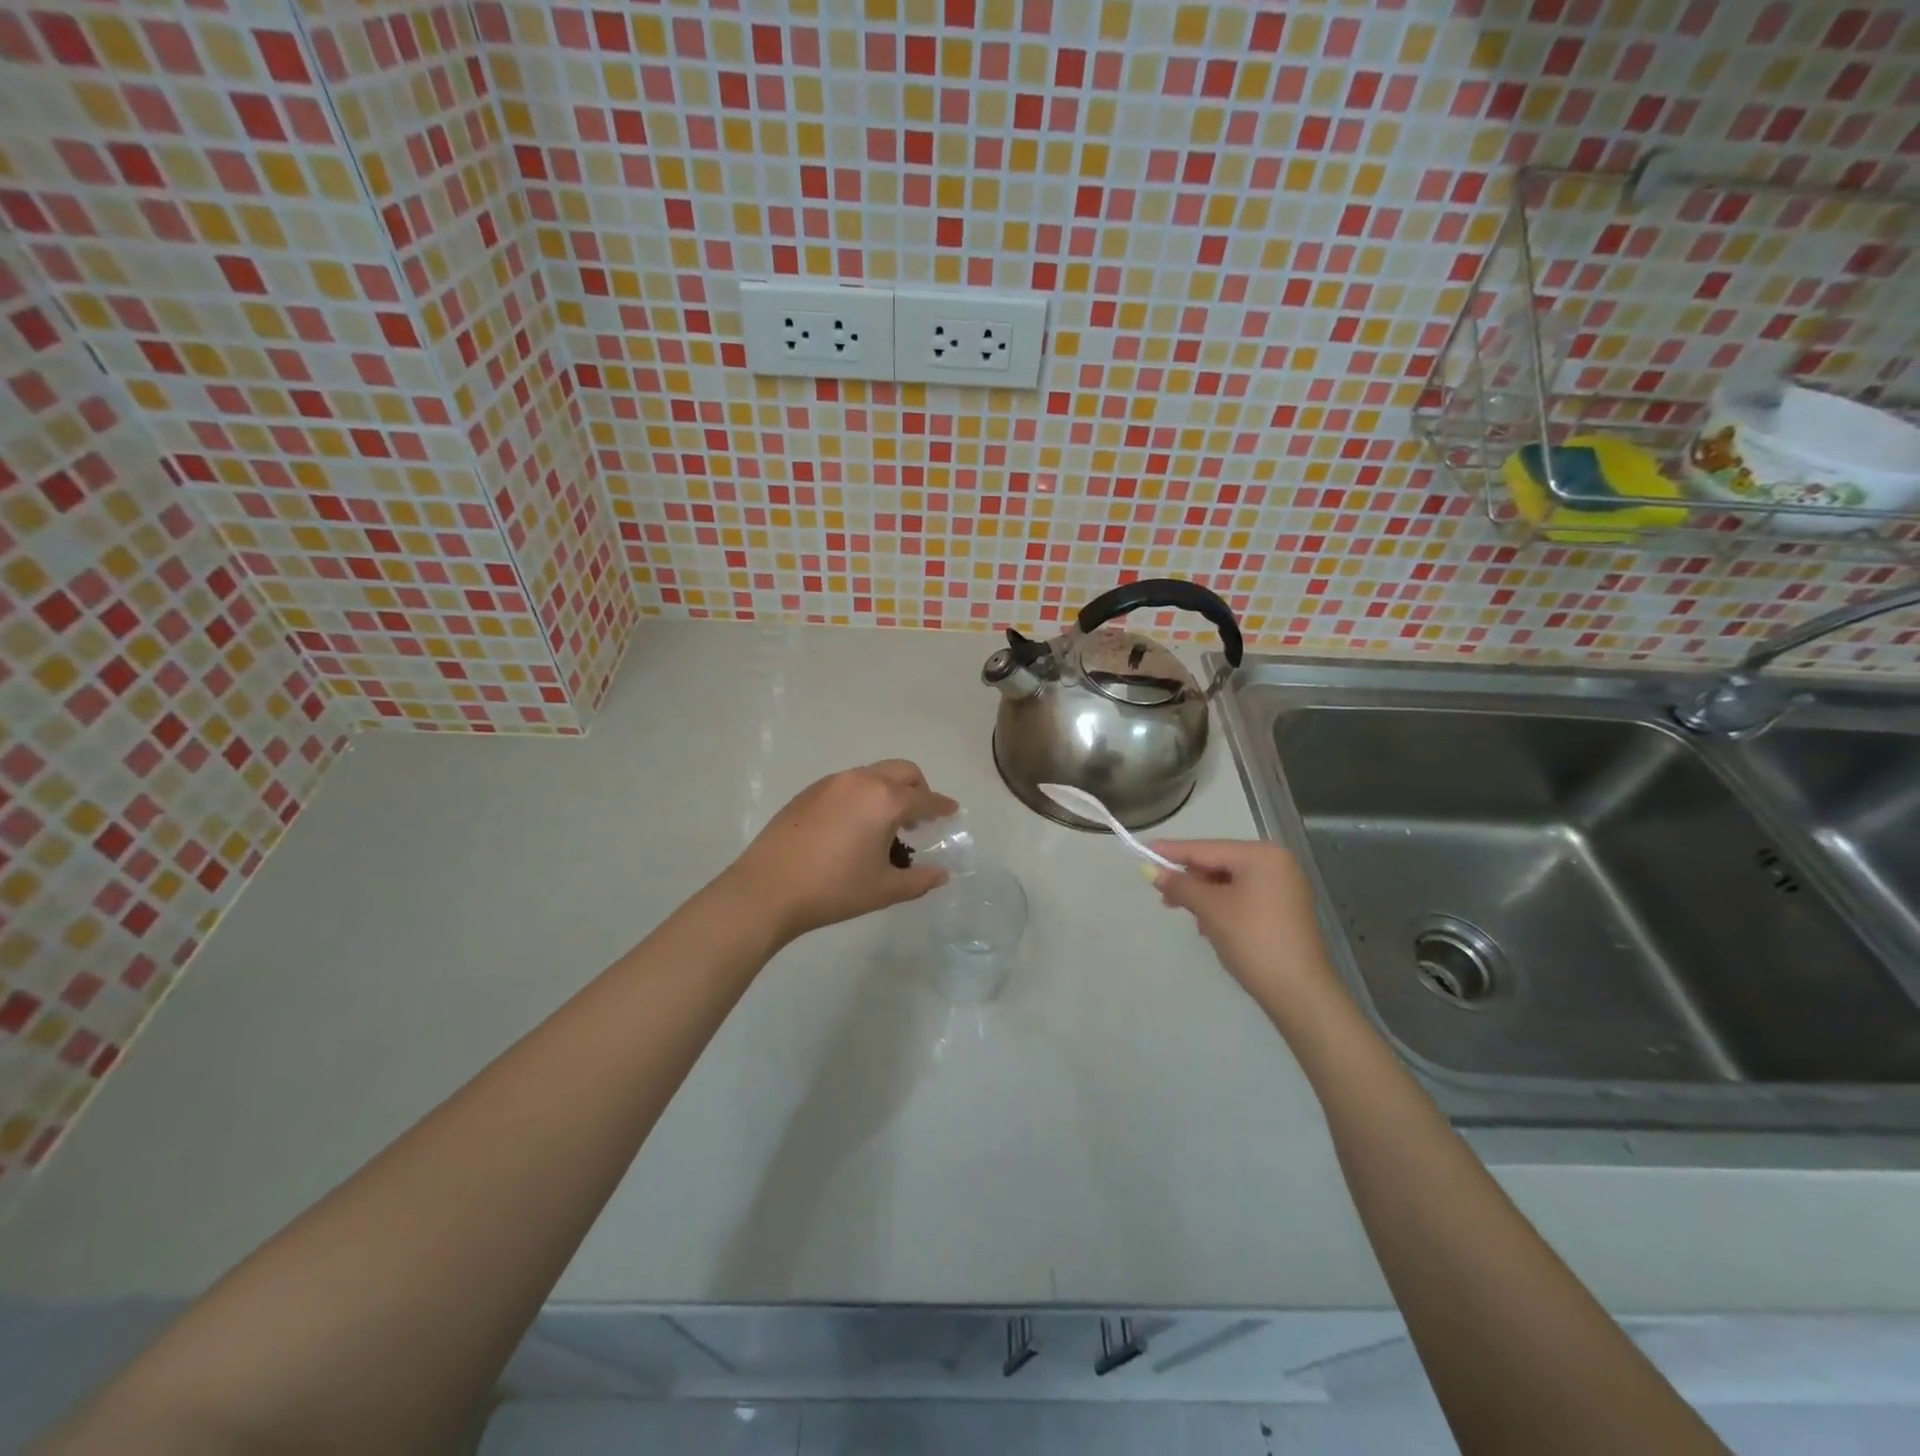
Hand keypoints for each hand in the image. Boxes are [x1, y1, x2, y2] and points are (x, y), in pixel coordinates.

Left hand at [725, 760, 958, 943]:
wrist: (767, 889)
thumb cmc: (833, 890)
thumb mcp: (883, 889)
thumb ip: (919, 880)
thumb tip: (941, 874)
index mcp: (885, 801)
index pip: (925, 799)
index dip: (942, 806)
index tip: (952, 811)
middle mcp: (861, 781)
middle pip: (903, 771)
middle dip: (918, 789)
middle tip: (919, 817)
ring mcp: (832, 782)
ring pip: (874, 774)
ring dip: (889, 790)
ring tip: (885, 824)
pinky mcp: (809, 791)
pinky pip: (849, 783)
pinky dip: (863, 795)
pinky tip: (853, 825)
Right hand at [1149, 840, 1342, 1016]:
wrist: (1299, 991)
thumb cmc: (1252, 940)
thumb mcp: (1210, 910)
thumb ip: (1181, 886)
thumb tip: (1153, 872)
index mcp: (1261, 855)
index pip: (1206, 848)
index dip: (1173, 852)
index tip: (1145, 849)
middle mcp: (1276, 863)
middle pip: (1219, 863)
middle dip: (1191, 879)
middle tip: (1162, 894)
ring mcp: (1283, 886)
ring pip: (1230, 881)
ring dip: (1206, 896)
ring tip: (1190, 916)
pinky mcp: (1284, 909)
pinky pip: (1244, 896)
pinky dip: (1223, 906)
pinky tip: (1211, 925)